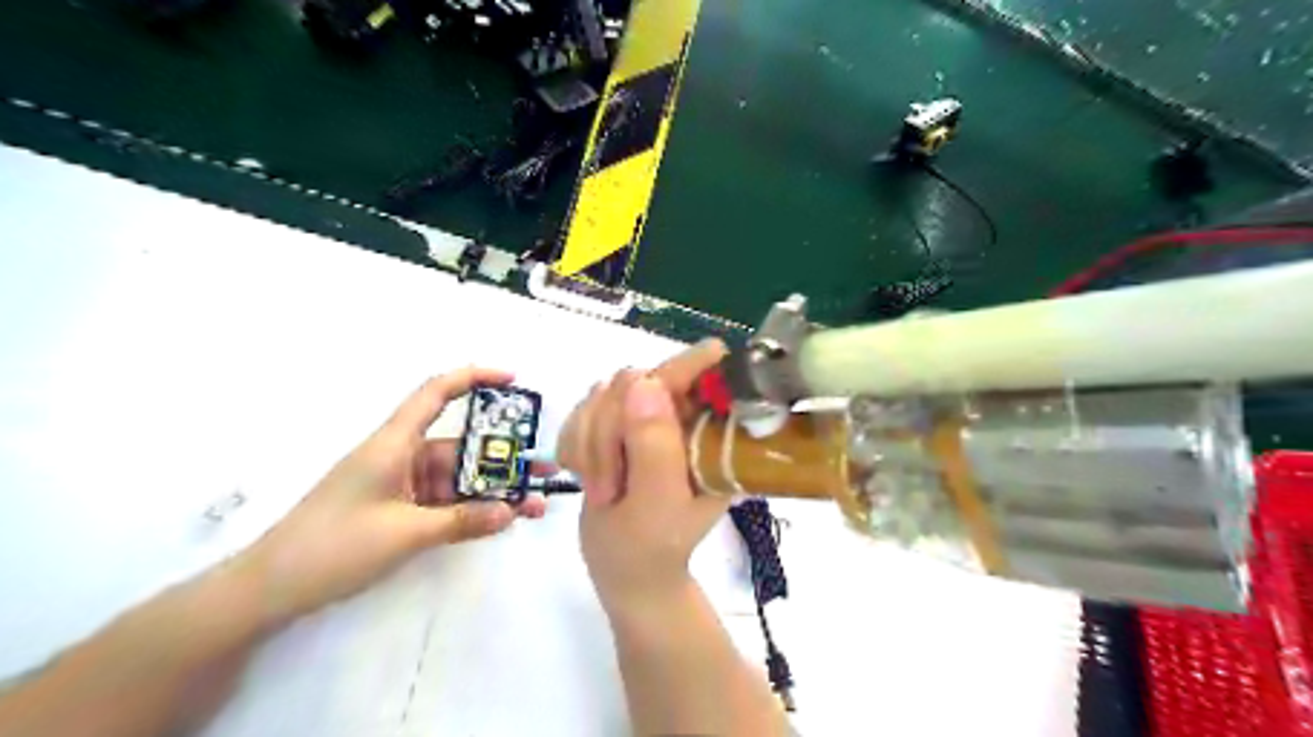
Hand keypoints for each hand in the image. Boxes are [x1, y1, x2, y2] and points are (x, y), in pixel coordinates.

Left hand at [238, 366, 549, 622]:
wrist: (270, 590)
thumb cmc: (332, 547)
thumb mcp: (404, 534)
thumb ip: (462, 521)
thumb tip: (511, 510)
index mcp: (394, 444)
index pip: (436, 393)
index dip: (474, 378)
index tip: (513, 380)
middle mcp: (401, 457)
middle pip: (461, 447)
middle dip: (503, 458)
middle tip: (544, 471)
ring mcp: (401, 486)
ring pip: (458, 479)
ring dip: (493, 491)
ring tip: (534, 505)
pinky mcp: (400, 511)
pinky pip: (446, 503)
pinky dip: (472, 509)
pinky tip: (501, 519)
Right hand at [559, 340, 726, 615]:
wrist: (624, 570)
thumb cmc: (653, 547)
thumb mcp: (658, 503)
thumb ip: (654, 445)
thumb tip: (643, 382)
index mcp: (711, 431)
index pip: (704, 371)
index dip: (678, 370)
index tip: (641, 400)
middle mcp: (682, 414)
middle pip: (635, 380)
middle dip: (610, 432)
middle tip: (610, 485)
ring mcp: (646, 415)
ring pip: (602, 394)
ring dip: (589, 444)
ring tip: (604, 490)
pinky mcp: (616, 423)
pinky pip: (580, 409)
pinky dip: (574, 443)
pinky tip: (583, 475)